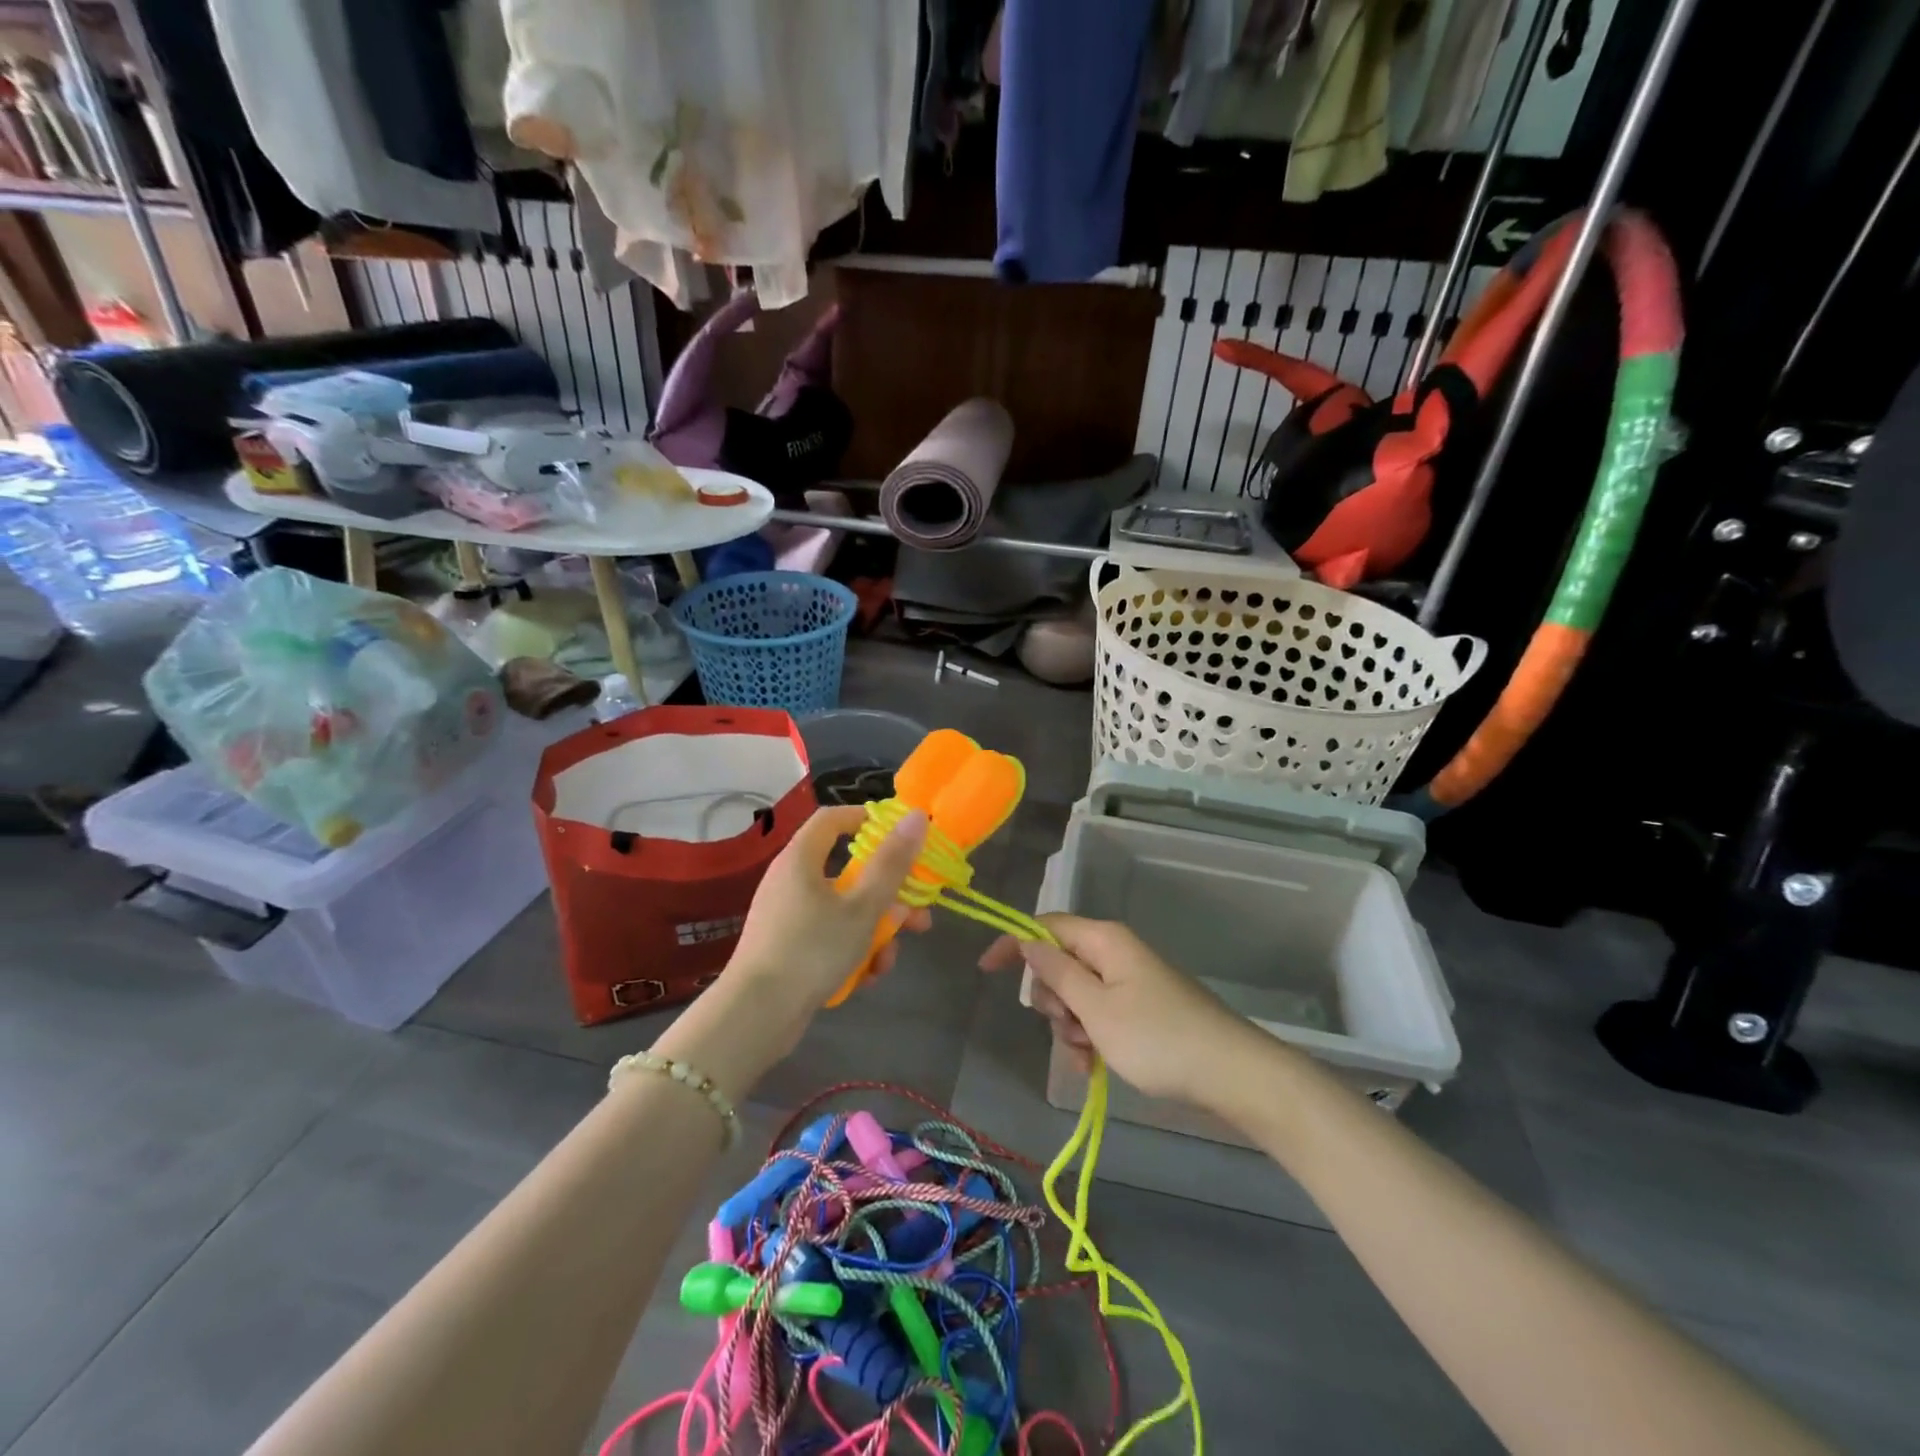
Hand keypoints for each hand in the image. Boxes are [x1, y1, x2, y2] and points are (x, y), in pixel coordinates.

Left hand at [721, 805, 930, 1046]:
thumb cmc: (812, 950)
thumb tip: (916, 817)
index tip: (901, 836)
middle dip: (888, 896)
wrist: (755, 1016)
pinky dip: (850, 951)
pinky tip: (866, 977)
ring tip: (888, 960)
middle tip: (918, 916)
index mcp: (801, 858)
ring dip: (874, 931)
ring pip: (843, 910)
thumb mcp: (863, 907)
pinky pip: (828, 937)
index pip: (833, 818)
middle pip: (848, 872)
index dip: (868, 820)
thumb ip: (892, 863)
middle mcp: (792, 880)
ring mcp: (788, 916)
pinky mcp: (787, 948)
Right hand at [980, 915, 1250, 1104]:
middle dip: (1052, 999)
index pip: (1045, 926)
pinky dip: (1090, 1038)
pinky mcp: (1142, 1009)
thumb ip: (1057, 973)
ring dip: (1070, 1027)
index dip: (1014, 944)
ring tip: (1087, 1056)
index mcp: (1104, 940)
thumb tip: (1028, 942)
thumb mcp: (1096, 1009)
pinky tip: (1094, 1067)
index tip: (987, 972)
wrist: (1231, 1074)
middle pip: (1060, 963)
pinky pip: (1100, 1015)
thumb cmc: (1157, 1038)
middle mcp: (1115, 953)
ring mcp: (1130, 982)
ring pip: (1077, 995)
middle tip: (1068, 1027)